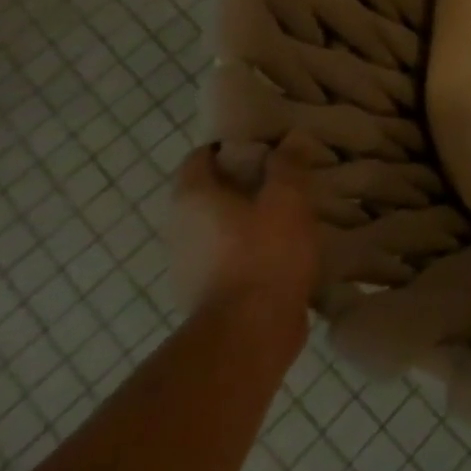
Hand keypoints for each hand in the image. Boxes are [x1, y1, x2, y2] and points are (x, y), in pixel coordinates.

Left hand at [168, 143, 320, 322]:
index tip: (268, 147)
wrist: (251, 332)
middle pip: (210, 191)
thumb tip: (288, 138)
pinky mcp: (207, 293)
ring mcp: (188, 265)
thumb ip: (287, 165)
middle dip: (244, 182)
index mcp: (192, 198)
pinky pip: (228, 256)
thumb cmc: (265, 253)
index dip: (232, 146)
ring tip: (290, 213)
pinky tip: (284, 250)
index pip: (201, 156)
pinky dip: (250, 248)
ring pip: (220, 226)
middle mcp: (180, 228)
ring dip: (248, 218)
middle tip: (286, 177)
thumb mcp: (287, 199)